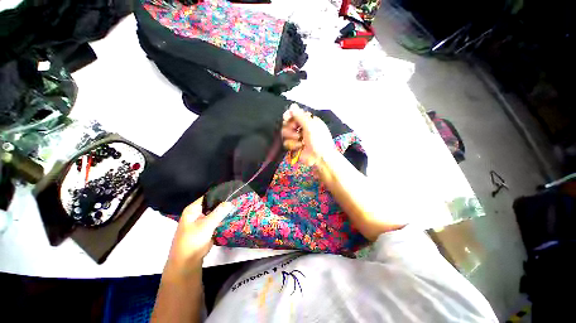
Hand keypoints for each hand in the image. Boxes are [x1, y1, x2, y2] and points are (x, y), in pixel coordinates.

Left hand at [164, 197, 233, 277]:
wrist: (187, 261)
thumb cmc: (193, 240)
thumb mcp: (206, 225)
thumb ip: (219, 212)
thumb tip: (230, 202)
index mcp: (193, 209)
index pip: (208, 196)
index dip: (220, 194)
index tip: (233, 192)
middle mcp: (197, 213)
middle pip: (213, 204)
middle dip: (224, 203)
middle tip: (237, 199)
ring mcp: (202, 220)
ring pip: (216, 213)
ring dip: (224, 211)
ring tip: (238, 206)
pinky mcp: (207, 228)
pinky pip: (217, 220)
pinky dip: (224, 218)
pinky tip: (233, 215)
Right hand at [282, 104, 334, 166]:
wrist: (320, 158)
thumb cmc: (319, 141)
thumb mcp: (310, 126)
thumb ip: (300, 116)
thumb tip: (292, 105)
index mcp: (308, 121)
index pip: (295, 114)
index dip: (289, 115)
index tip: (286, 118)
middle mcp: (302, 128)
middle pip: (287, 123)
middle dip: (290, 128)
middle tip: (296, 131)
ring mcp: (298, 137)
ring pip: (285, 133)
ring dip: (292, 138)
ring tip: (300, 142)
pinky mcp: (295, 146)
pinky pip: (287, 143)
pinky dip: (293, 145)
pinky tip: (300, 147)